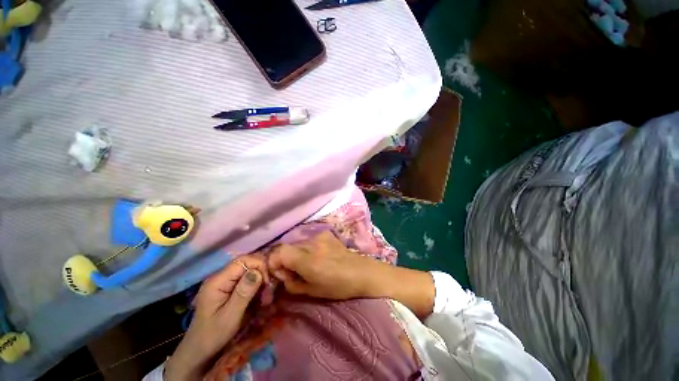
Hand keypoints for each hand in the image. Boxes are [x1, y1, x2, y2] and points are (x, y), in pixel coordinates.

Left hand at [165, 255, 267, 380]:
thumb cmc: (213, 336)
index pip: (243, 260)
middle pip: (248, 264)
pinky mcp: (229, 289)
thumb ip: (243, 292)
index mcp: (217, 281)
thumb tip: (257, 271)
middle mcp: (221, 277)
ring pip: (250, 272)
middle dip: (262, 274)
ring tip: (266, 298)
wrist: (199, 352)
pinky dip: (257, 287)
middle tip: (269, 292)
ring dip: (261, 282)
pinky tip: (261, 299)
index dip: (259, 265)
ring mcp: (224, 283)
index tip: (268, 281)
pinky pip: (247, 281)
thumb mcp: (230, 316)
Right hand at [269, 230, 434, 317]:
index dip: (275, 262)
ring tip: (309, 264)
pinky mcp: (327, 234)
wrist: (362, 272)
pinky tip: (319, 256)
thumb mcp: (312, 291)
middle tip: (294, 271)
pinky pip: (310, 240)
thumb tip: (282, 274)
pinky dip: (309, 248)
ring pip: (299, 243)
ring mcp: (320, 236)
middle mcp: (312, 243)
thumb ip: (292, 283)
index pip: (279, 252)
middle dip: (286, 259)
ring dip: (298, 253)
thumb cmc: (339, 286)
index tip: (280, 272)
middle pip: (288, 246)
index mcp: (308, 260)